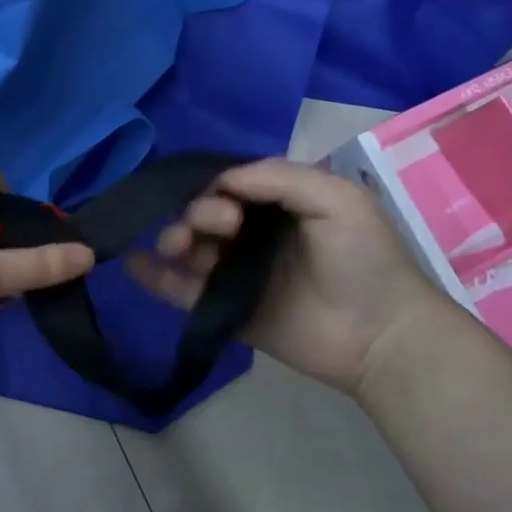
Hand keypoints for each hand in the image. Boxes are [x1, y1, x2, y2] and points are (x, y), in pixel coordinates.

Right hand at [128, 158, 452, 394]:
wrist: (380, 334)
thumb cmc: (363, 258)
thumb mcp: (336, 199)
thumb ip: (278, 177)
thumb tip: (221, 180)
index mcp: (276, 204)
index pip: (229, 184)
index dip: (217, 185)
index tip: (227, 200)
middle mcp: (250, 235)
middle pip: (202, 213)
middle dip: (199, 212)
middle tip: (224, 227)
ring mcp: (234, 273)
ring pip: (187, 247)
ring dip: (173, 237)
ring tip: (180, 246)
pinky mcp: (223, 310)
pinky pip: (179, 290)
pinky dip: (153, 276)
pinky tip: (132, 263)